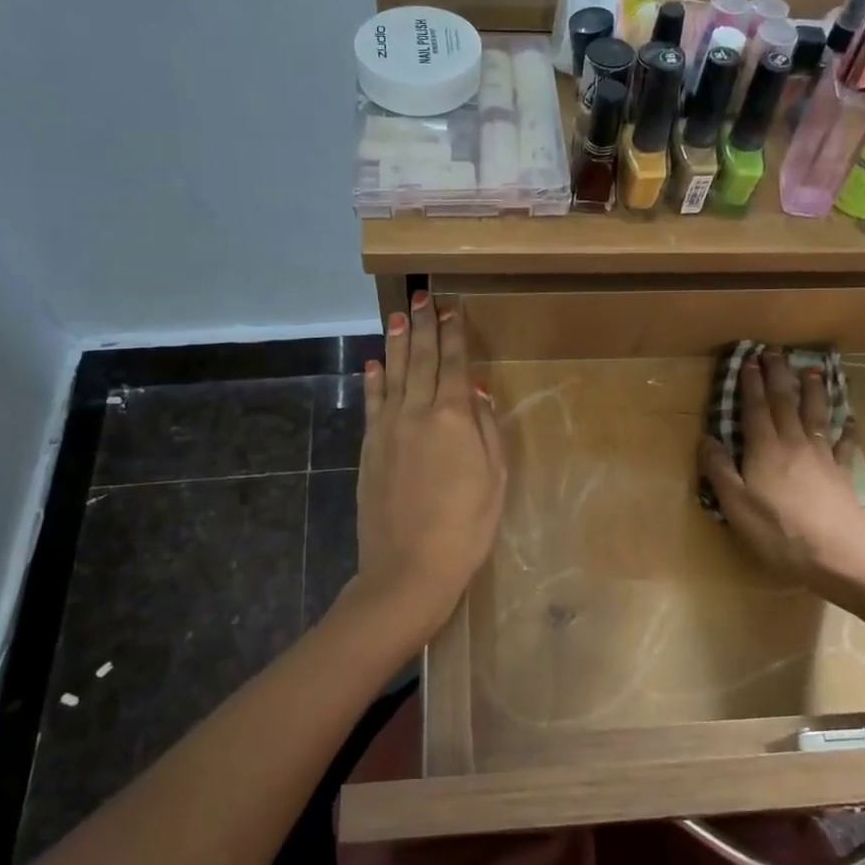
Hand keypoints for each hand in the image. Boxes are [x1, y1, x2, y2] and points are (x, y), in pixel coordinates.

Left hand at [336, 292, 506, 654]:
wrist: (409, 567)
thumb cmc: (466, 526)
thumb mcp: (494, 478)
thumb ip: (486, 429)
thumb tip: (475, 391)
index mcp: (453, 417)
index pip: (453, 364)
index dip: (453, 335)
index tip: (452, 309)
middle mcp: (417, 412)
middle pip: (420, 359)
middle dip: (423, 326)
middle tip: (423, 296)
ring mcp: (389, 428)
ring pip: (392, 373)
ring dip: (395, 342)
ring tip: (398, 315)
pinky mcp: (370, 447)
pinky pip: (372, 403)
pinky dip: (372, 380)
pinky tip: (372, 364)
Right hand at [698, 352, 864, 585]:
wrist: (840, 558)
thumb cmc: (780, 534)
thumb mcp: (737, 506)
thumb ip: (720, 470)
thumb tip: (706, 439)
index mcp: (765, 450)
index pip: (755, 409)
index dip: (751, 384)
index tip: (749, 360)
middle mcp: (794, 444)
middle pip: (785, 403)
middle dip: (778, 376)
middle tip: (775, 351)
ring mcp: (823, 457)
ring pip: (816, 415)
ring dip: (813, 391)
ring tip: (812, 370)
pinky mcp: (843, 474)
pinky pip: (845, 445)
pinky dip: (846, 430)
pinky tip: (849, 420)